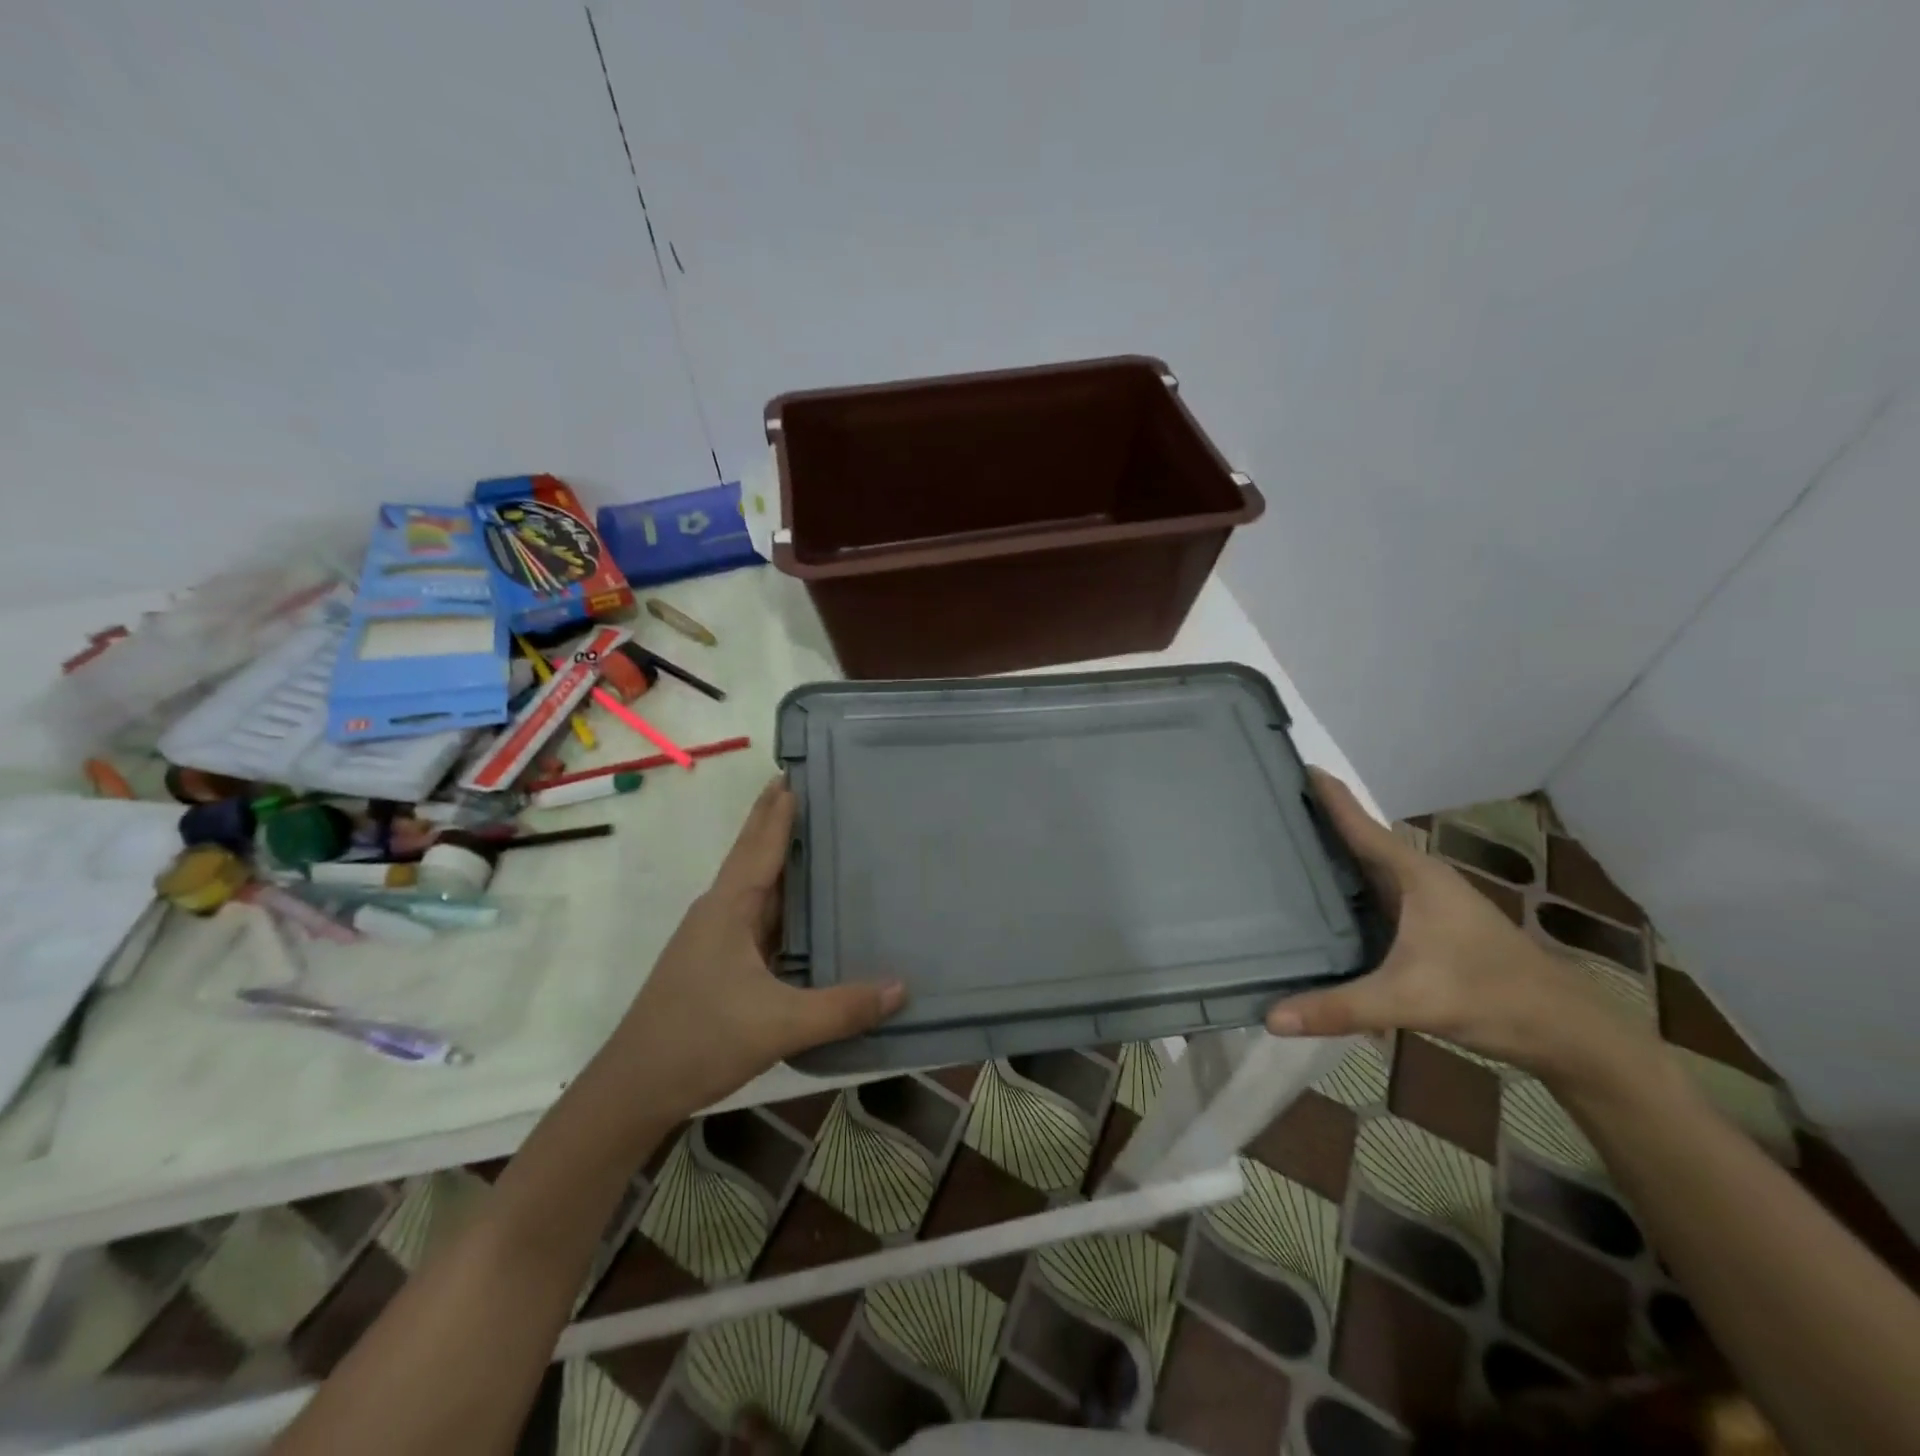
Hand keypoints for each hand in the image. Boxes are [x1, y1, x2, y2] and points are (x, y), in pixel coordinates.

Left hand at [602, 779, 904, 1117]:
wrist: (633, 1091)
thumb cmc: (700, 1040)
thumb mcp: (779, 1025)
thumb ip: (841, 1008)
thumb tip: (902, 988)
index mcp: (727, 909)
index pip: (759, 846)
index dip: (777, 811)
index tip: (794, 774)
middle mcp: (719, 914)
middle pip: (753, 856)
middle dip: (775, 822)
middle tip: (806, 789)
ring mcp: (715, 941)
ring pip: (755, 890)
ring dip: (780, 863)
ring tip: (817, 841)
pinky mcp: (718, 966)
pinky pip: (759, 921)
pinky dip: (782, 905)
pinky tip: (805, 913)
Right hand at [1266, 770, 1654, 1086]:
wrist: (1566, 1032)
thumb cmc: (1491, 996)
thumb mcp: (1410, 1000)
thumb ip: (1340, 1008)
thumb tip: (1270, 1019)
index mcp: (1414, 875)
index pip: (1359, 823)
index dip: (1327, 794)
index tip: (1292, 763)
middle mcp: (1417, 879)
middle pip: (1357, 840)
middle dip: (1316, 821)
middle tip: (1266, 805)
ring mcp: (1424, 904)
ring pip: (1366, 869)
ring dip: (1330, 856)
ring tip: (1280, 847)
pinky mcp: (1426, 928)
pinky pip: (1372, 895)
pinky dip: (1344, 889)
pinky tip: (1318, 904)